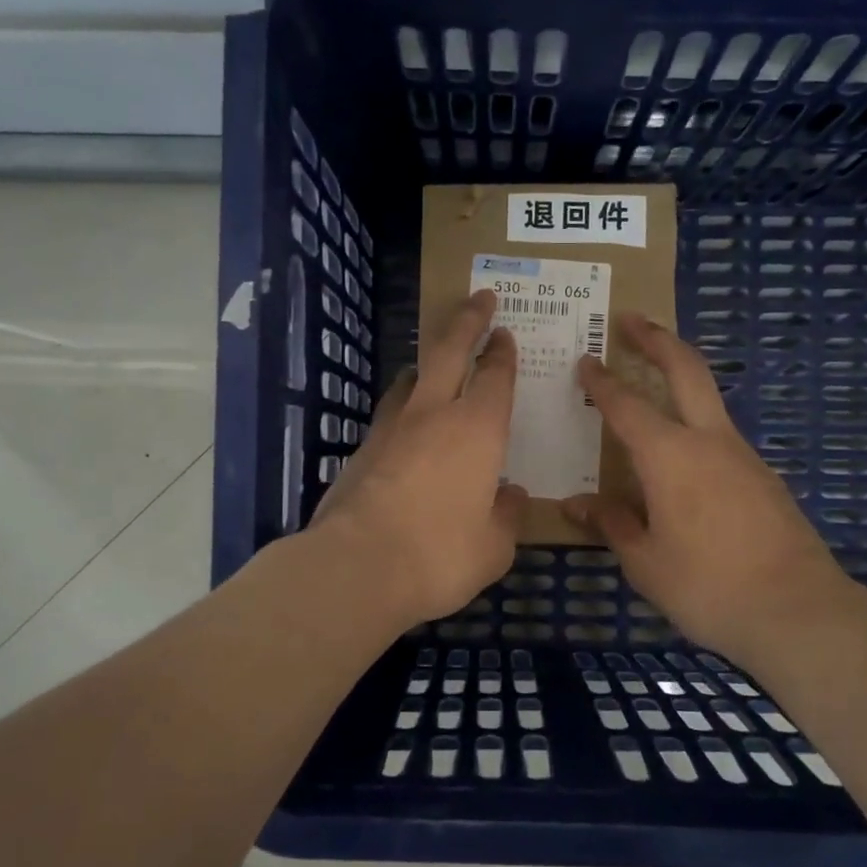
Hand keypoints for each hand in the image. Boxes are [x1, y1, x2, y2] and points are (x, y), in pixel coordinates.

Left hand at [309, 289, 527, 629]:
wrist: (356, 567)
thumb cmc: (440, 555)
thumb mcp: (493, 547)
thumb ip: (506, 515)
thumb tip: (510, 494)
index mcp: (478, 430)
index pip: (495, 377)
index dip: (502, 353)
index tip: (504, 333)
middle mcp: (433, 415)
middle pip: (450, 351)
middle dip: (467, 320)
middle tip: (479, 298)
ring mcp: (390, 428)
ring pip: (412, 377)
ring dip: (428, 362)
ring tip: (435, 361)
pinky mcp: (361, 449)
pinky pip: (389, 412)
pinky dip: (404, 405)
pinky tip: (405, 423)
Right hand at [561, 313, 864, 667]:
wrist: (799, 611)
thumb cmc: (708, 587)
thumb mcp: (646, 563)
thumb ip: (612, 524)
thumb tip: (577, 504)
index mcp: (670, 456)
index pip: (626, 405)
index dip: (602, 381)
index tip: (585, 360)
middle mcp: (709, 441)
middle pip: (685, 369)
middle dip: (656, 338)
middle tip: (631, 318)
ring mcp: (743, 455)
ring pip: (708, 399)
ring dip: (679, 377)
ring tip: (649, 383)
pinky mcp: (763, 477)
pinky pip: (720, 435)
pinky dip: (694, 423)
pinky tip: (681, 455)